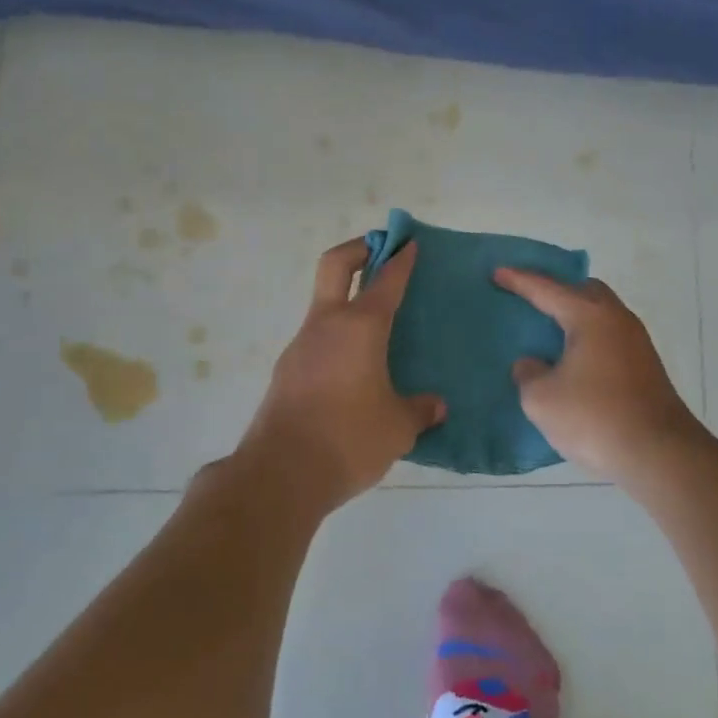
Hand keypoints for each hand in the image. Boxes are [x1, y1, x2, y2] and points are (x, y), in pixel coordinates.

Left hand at [238, 238, 445, 510]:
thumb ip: (420, 410)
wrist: (280, 474)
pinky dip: (337, 337)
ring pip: (324, 305)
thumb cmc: (349, 439)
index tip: (410, 244)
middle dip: (359, 248)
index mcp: (360, 327)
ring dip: (347, 299)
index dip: (401, 259)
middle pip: (335, 265)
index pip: (385, 280)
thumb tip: (436, 406)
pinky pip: (317, 340)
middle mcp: (327, 325)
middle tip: (381, 250)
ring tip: (376, 327)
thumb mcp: (398, 428)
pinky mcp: (287, 371)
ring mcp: (301, 346)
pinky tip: (354, 369)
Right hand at [493, 269, 705, 485]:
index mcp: (590, 316)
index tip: (497, 272)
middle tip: (532, 301)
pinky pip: (610, 338)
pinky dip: (589, 339)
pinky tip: (575, 362)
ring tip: (550, 333)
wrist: (660, 454)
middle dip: (557, 292)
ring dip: (576, 318)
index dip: (519, 281)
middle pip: (584, 291)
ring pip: (601, 315)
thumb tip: (532, 364)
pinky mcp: (646, 367)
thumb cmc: (595, 418)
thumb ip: (528, 374)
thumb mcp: (542, 400)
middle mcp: (617, 319)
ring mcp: (637, 342)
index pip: (547, 290)